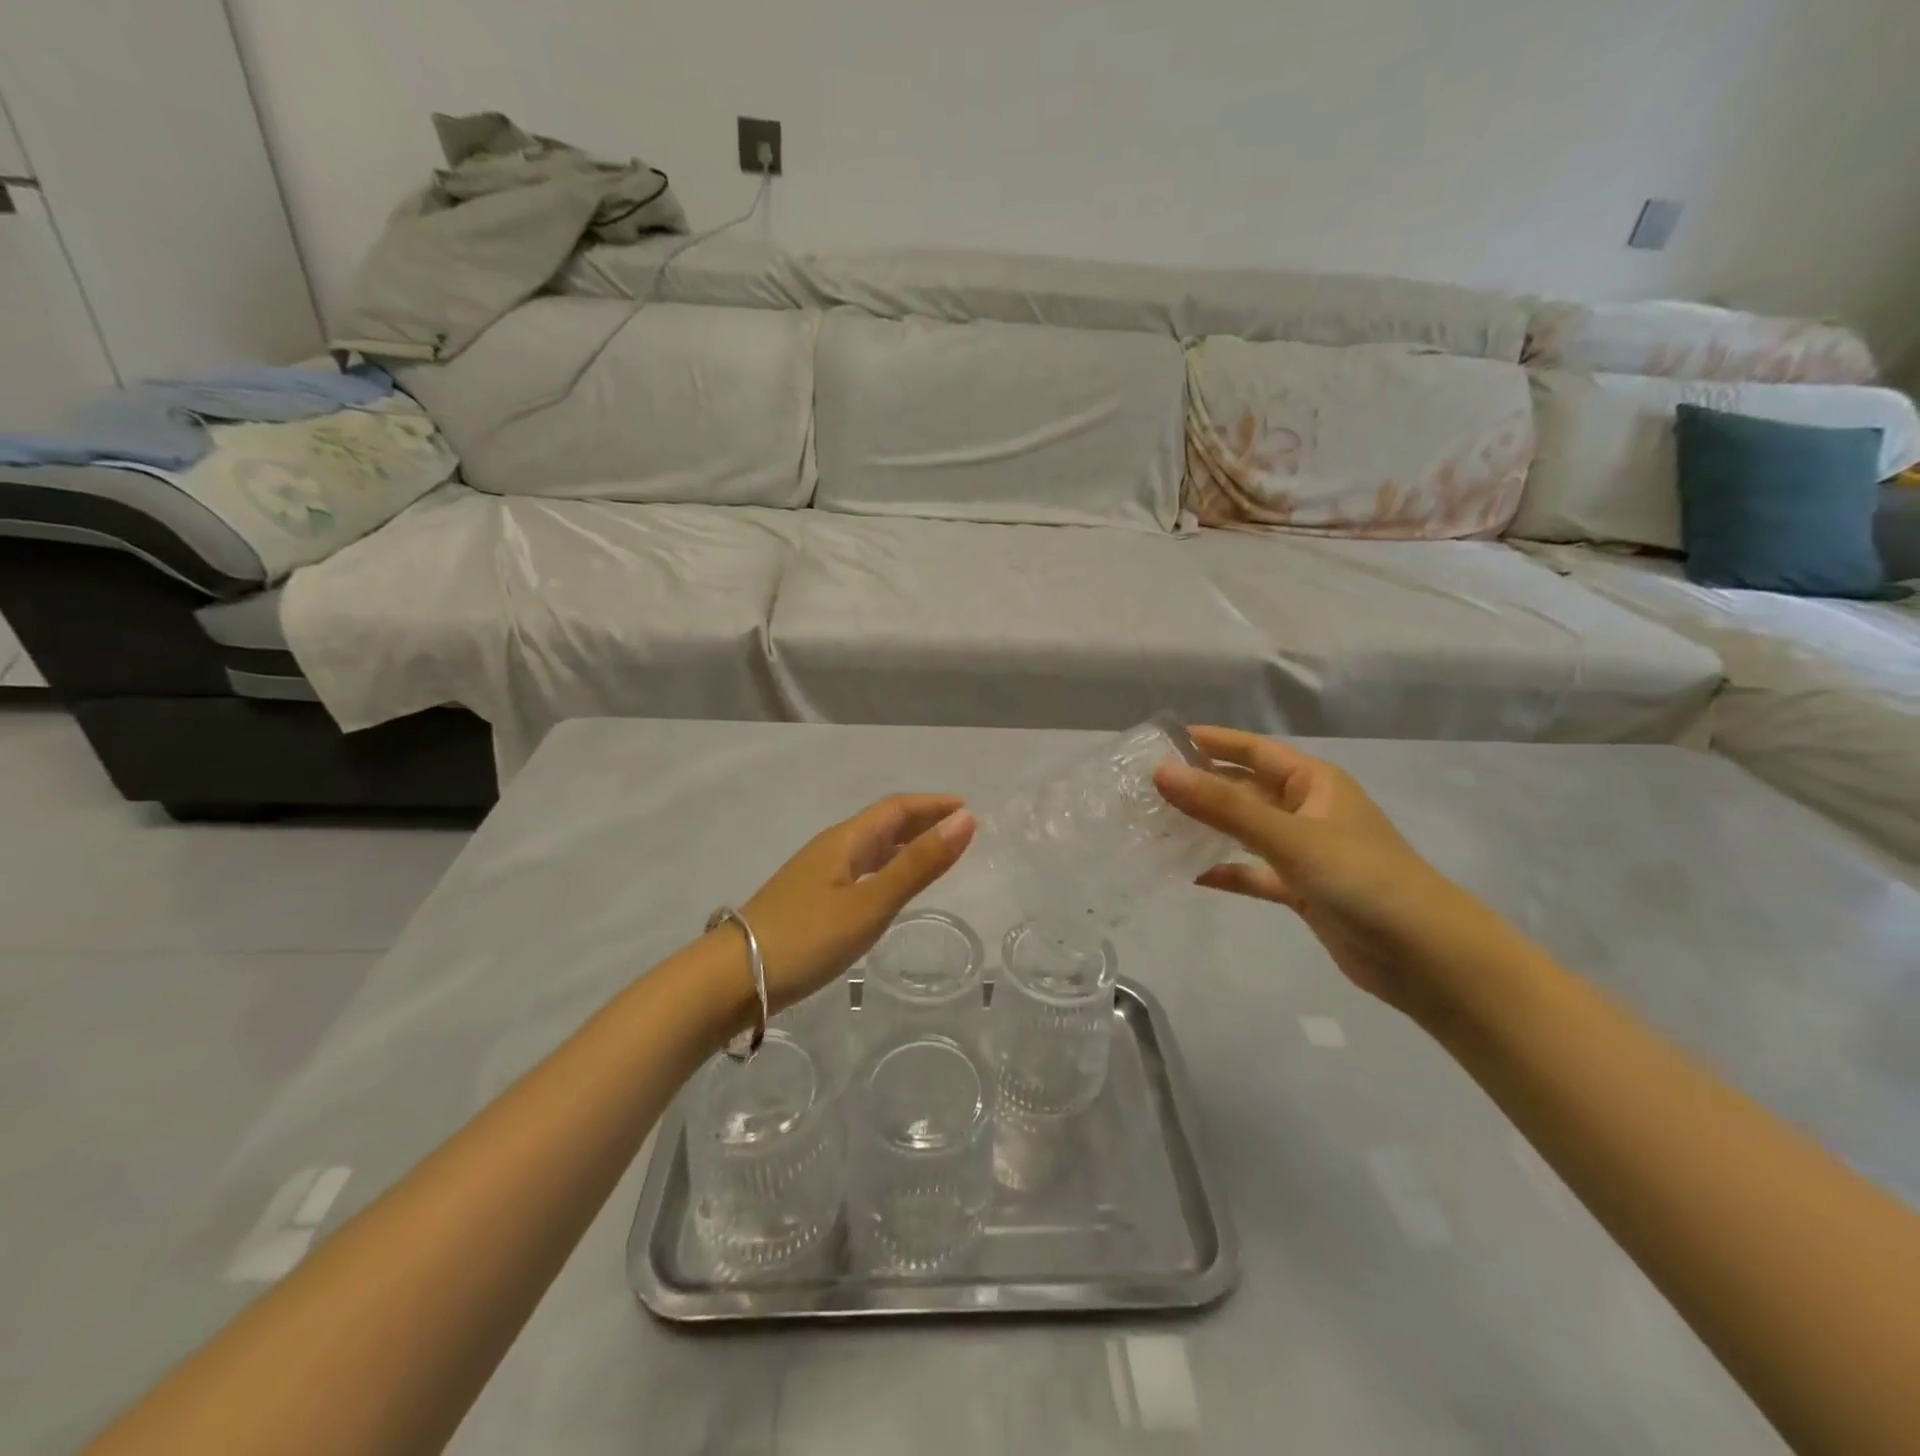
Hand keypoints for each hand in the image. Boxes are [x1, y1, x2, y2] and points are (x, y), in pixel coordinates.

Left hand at [739, 795, 976, 1010]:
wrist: (732, 979)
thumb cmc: (807, 938)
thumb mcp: (871, 903)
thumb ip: (919, 865)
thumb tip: (965, 819)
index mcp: (845, 841)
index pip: (896, 809)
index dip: (932, 805)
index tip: (968, 810)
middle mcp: (831, 849)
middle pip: (882, 825)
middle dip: (921, 822)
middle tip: (959, 830)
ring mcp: (816, 876)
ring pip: (869, 849)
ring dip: (904, 845)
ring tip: (934, 854)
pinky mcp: (809, 902)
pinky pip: (859, 871)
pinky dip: (886, 869)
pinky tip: (889, 888)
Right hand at [1154, 727, 1497, 1013]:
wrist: (1427, 957)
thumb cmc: (1362, 878)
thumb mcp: (1289, 836)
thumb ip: (1223, 807)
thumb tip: (1161, 771)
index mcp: (1314, 783)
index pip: (1255, 750)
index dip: (1213, 742)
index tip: (1165, 739)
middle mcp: (1308, 810)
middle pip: (1245, 790)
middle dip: (1202, 787)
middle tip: (1147, 786)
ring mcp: (1305, 852)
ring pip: (1246, 831)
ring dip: (1208, 828)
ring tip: (1157, 826)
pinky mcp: (1303, 890)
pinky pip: (1254, 873)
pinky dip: (1227, 872)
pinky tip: (1190, 874)